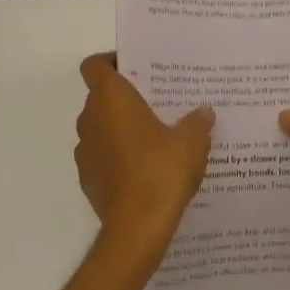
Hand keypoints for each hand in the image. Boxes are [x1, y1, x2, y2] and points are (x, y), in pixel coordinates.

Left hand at [75, 53, 214, 273]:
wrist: (137, 228)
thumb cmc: (161, 171)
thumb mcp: (192, 142)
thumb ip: (197, 122)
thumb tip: (203, 113)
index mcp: (111, 98)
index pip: (95, 65)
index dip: (111, 61)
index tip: (136, 69)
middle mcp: (91, 118)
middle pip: (101, 96)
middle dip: (125, 98)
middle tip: (157, 104)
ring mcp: (85, 150)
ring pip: (101, 127)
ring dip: (120, 128)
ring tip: (155, 138)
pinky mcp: (87, 178)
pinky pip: (102, 155)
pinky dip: (117, 156)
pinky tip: (145, 170)